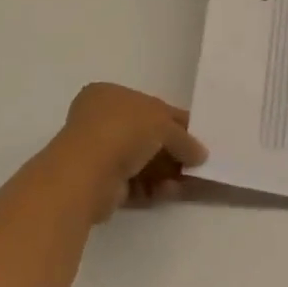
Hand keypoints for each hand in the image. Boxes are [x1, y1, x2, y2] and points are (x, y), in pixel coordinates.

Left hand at [46, 83, 208, 220]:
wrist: (87, 173)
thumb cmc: (123, 131)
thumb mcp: (163, 123)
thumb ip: (184, 138)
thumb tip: (200, 154)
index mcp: (108, 94)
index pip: (150, 105)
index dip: (176, 120)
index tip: (199, 136)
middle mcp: (100, 120)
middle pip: (147, 135)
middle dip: (172, 150)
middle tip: (196, 163)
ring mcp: (98, 152)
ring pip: (141, 161)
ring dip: (166, 171)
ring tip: (188, 182)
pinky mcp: (101, 183)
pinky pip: (134, 182)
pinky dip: (153, 187)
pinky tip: (170, 192)